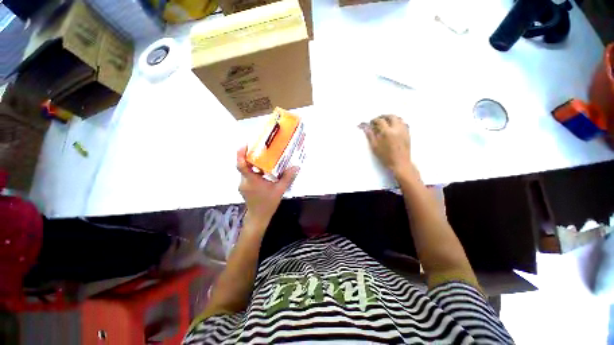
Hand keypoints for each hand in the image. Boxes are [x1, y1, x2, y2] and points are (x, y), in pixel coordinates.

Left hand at [236, 146, 298, 228]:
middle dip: (251, 156)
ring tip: (264, 159)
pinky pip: (248, 176)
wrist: (258, 217)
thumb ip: (287, 178)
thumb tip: (296, 167)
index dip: (241, 154)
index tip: (245, 144)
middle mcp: (244, 181)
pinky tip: (264, 172)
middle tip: (260, 149)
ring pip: (246, 171)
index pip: (241, 165)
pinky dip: (254, 171)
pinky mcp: (244, 187)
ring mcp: (243, 185)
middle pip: (245, 166)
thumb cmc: (268, 203)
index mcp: (252, 180)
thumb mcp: (280, 190)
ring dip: (254, 165)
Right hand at [360, 115, 412, 176]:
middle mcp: (397, 128)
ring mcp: (404, 130)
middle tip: (378, 120)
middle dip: (383, 116)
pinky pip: (403, 123)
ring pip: (399, 118)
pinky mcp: (408, 133)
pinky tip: (394, 126)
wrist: (400, 163)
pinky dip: (398, 122)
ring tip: (386, 122)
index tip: (371, 122)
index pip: (380, 121)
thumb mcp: (375, 147)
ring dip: (391, 118)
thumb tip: (366, 128)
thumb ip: (370, 136)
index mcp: (387, 132)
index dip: (374, 120)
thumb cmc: (385, 157)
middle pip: (391, 116)